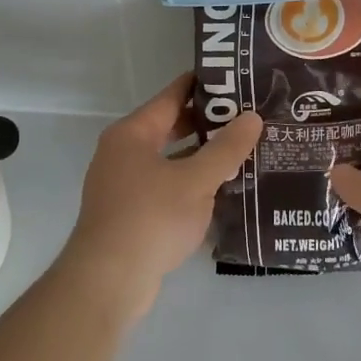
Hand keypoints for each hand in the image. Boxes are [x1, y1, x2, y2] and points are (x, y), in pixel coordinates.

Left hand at [60, 73, 263, 320]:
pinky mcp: (129, 213)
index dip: (203, 85)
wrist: (108, 280)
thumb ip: (226, 149)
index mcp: (133, 133)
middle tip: (247, 118)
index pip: (172, 96)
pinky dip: (189, 183)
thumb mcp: (196, 181)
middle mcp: (123, 152)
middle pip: (170, 127)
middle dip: (207, 123)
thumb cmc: (151, 218)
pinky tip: (219, 191)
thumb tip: (252, 117)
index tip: (236, 79)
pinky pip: (165, 186)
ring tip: (242, 152)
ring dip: (200, 156)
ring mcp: (123, 184)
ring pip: (169, 159)